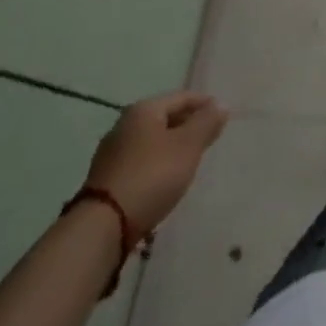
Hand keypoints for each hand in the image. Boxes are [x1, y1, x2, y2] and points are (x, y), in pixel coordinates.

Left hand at [86, 91, 228, 234]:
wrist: (102, 227)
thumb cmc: (151, 176)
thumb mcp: (187, 146)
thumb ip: (206, 123)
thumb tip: (220, 105)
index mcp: (144, 109)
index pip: (182, 97)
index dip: (204, 104)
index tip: (222, 116)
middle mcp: (124, 125)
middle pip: (164, 118)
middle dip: (187, 125)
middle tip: (208, 138)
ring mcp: (111, 154)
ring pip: (151, 141)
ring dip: (171, 147)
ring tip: (189, 161)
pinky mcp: (106, 180)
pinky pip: (140, 163)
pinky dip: (156, 165)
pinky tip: (164, 180)